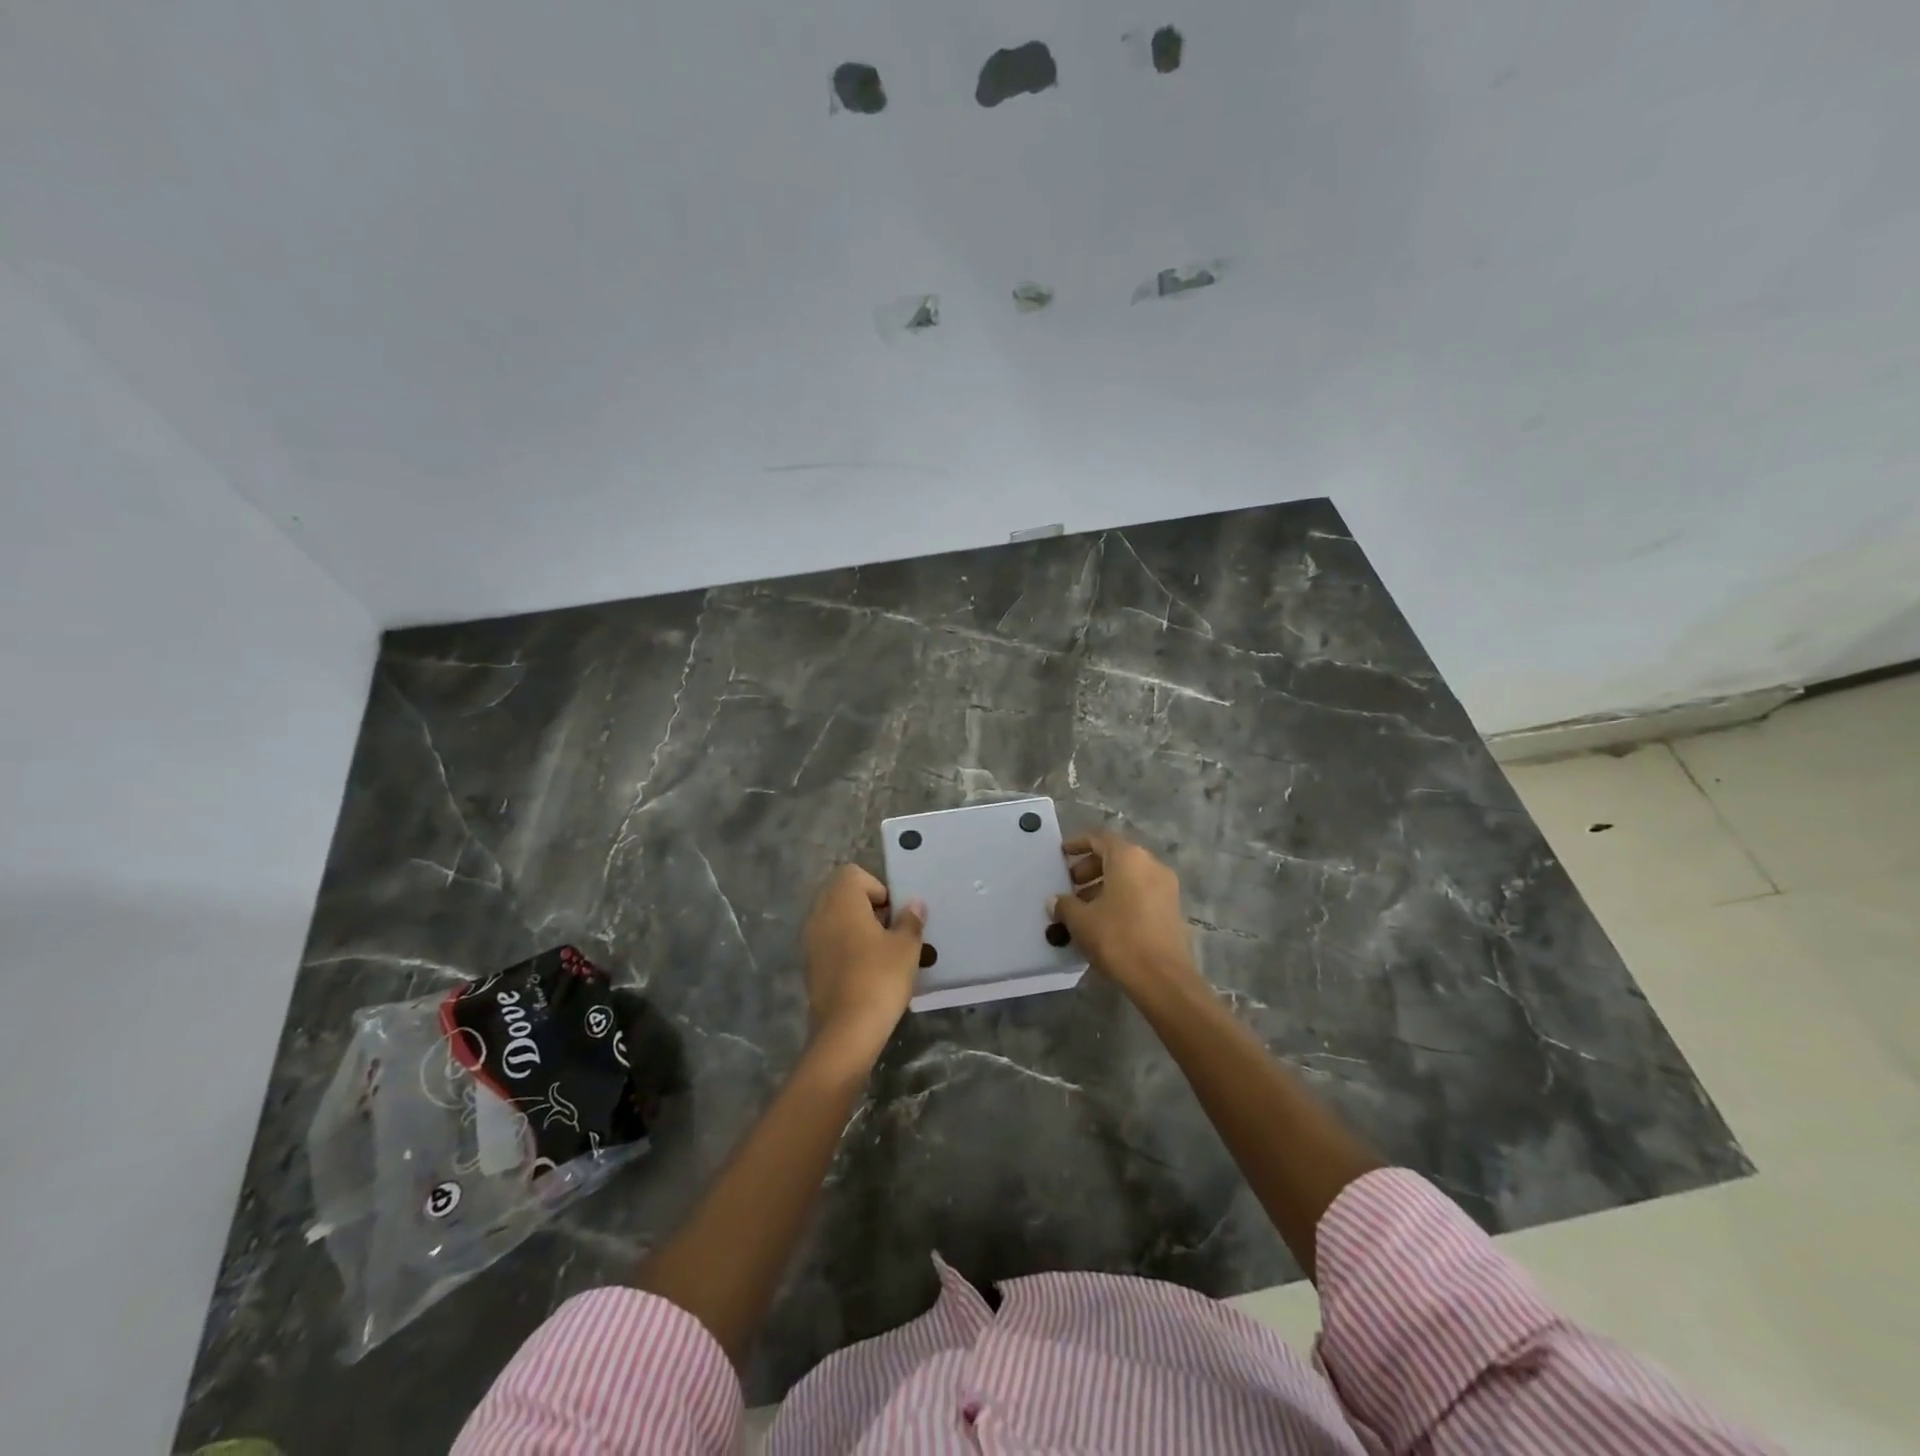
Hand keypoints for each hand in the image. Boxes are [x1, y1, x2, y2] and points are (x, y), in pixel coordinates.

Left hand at [801, 865, 925, 1064]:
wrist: (846, 1031)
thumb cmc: (879, 978)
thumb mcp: (906, 947)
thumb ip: (910, 920)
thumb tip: (913, 904)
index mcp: (841, 901)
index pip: (854, 874)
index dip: (877, 887)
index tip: (893, 913)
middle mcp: (819, 914)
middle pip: (842, 894)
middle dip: (867, 906)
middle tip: (891, 930)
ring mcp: (810, 941)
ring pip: (835, 919)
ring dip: (857, 927)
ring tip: (881, 951)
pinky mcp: (809, 965)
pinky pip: (829, 942)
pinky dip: (846, 947)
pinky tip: (866, 970)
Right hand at [1050, 832, 1199, 998]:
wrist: (1163, 978)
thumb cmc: (1118, 938)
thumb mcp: (1081, 921)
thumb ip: (1064, 905)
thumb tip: (1054, 900)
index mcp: (1129, 858)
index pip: (1099, 839)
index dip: (1077, 844)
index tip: (1061, 855)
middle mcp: (1151, 864)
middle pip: (1115, 856)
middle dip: (1090, 868)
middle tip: (1070, 886)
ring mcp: (1166, 887)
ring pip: (1129, 876)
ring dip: (1104, 885)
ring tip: (1083, 907)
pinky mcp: (1172, 909)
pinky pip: (1141, 892)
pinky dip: (1122, 897)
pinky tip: (1104, 921)